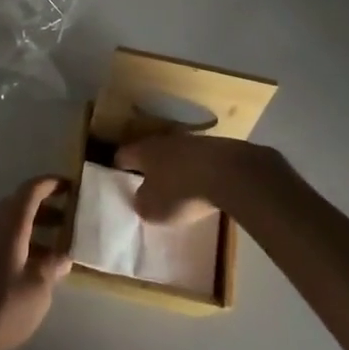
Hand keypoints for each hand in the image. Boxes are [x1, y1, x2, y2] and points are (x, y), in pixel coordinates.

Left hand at [0, 175, 71, 349]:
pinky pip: (6, 240)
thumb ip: (52, 267)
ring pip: (13, 223)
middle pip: (21, 203)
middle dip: (47, 205)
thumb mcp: (37, 289)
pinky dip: (25, 243)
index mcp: (11, 224)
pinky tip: (38, 267)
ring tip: (61, 244)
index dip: (51, 183)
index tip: (72, 185)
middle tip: (71, 216)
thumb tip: (64, 255)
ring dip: (36, 226)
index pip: (31, 190)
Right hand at [116, 132, 276, 224]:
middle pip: (149, 153)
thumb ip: (141, 203)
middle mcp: (163, 140)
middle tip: (147, 186)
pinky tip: (201, 186)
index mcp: (143, 151)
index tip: (118, 182)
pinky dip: (195, 171)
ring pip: (175, 154)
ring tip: (176, 187)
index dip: (118, 169)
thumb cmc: (182, 192)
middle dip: (148, 168)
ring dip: (173, 168)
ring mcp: (191, 141)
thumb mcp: (153, 209)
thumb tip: (140, 198)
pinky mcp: (215, 147)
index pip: (122, 155)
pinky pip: (197, 160)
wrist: (230, 173)